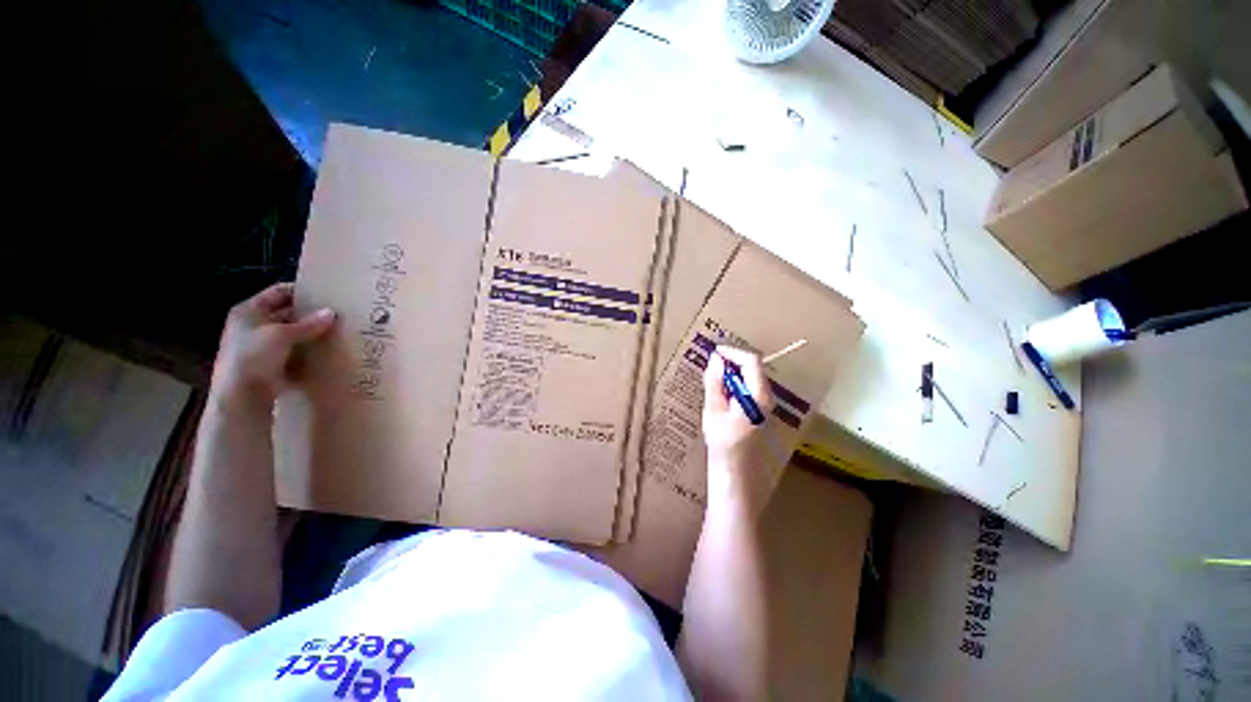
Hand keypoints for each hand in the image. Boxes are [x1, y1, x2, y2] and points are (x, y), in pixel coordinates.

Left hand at [212, 283, 336, 405]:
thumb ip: (309, 323)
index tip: (326, 294)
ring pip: (294, 333)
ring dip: (312, 333)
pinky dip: (310, 350)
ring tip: (338, 331)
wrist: (242, 395)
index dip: (300, 291)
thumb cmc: (254, 356)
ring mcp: (263, 345)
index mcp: (249, 311)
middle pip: (287, 313)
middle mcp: (254, 325)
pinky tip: (328, 350)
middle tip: (337, 314)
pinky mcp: (274, 363)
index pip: (279, 292)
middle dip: (310, 314)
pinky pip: (297, 351)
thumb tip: (332, 313)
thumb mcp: (282, 334)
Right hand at [702, 347, 775, 503]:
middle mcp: (767, 399)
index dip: (732, 352)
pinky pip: (749, 391)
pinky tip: (721, 394)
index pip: (751, 361)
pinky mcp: (760, 415)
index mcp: (758, 396)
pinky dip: (735, 386)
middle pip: (753, 369)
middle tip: (711, 364)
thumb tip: (715, 360)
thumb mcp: (714, 411)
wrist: (737, 478)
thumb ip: (715, 383)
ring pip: (751, 380)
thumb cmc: (724, 445)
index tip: (714, 352)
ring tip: (713, 378)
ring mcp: (766, 408)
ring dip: (732, 374)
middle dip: (732, 362)